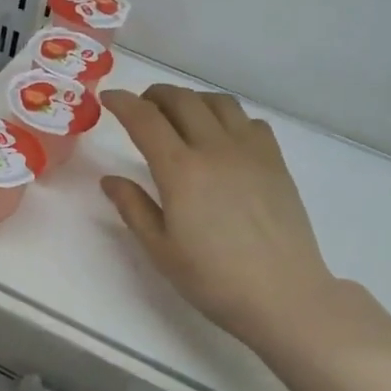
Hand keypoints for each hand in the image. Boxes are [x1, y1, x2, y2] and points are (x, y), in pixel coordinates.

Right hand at [101, 86, 334, 355]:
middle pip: (182, 100)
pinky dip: (227, 117)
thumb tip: (110, 180)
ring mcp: (250, 151)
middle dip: (155, 95)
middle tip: (141, 107)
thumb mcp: (160, 249)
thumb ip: (133, 208)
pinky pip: (249, 121)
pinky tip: (221, 138)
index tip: (108, 98)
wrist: (282, 294)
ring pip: (218, 102)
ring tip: (179, 117)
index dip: (123, 103)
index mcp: (180, 171)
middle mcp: (215, 149)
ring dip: (192, 100)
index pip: (145, 120)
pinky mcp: (275, 161)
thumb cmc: (213, 279)